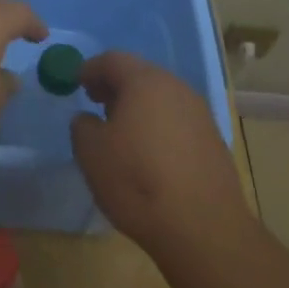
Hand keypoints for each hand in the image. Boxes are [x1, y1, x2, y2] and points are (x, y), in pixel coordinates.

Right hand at [70, 51, 253, 260]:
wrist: (203, 228)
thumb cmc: (137, 181)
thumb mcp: (91, 153)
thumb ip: (82, 126)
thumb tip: (88, 119)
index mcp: (145, 82)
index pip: (113, 60)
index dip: (90, 68)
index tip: (75, 83)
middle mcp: (176, 88)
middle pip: (140, 75)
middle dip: (115, 86)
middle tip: (96, 103)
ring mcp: (199, 113)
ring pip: (161, 98)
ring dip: (138, 106)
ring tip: (121, 131)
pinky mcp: (213, 140)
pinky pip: (177, 120)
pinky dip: (158, 126)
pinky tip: (149, 153)